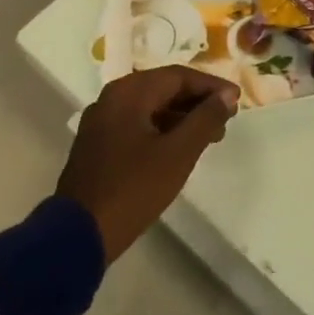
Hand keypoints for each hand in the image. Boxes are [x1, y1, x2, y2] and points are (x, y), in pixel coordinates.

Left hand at [57, 67, 238, 261]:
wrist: (76, 238)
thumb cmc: (132, 189)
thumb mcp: (178, 153)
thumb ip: (206, 119)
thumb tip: (227, 96)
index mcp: (129, 92)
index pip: (179, 76)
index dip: (211, 87)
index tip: (236, 100)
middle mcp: (112, 98)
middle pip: (164, 89)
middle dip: (197, 103)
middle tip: (226, 119)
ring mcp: (101, 123)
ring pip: (151, 108)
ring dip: (181, 118)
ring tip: (209, 137)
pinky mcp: (97, 146)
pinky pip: (137, 125)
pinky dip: (162, 131)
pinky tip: (179, 149)